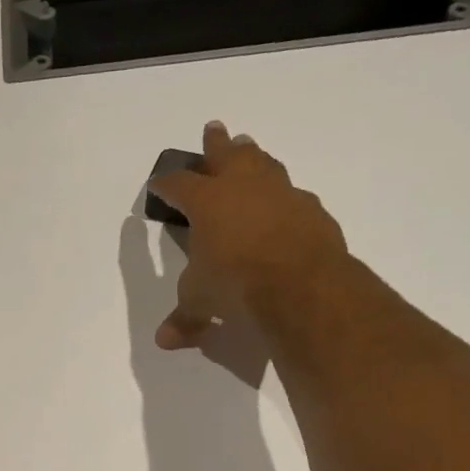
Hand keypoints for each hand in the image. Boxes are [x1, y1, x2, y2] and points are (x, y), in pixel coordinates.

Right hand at [146, 120, 348, 349]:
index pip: (179, 185)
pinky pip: (291, 194)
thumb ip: (184, 317)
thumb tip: (165, 340)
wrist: (301, 285)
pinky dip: (281, 196)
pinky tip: (282, 203)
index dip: (166, 184)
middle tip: (212, 130)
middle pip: (226, 155)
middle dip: (215, 145)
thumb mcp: (200, 303)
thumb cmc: (235, 285)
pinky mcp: (311, 209)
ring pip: (263, 163)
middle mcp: (243, 187)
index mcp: (207, 203)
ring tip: (248, 149)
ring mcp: (281, 193)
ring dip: (253, 156)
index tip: (158, 183)